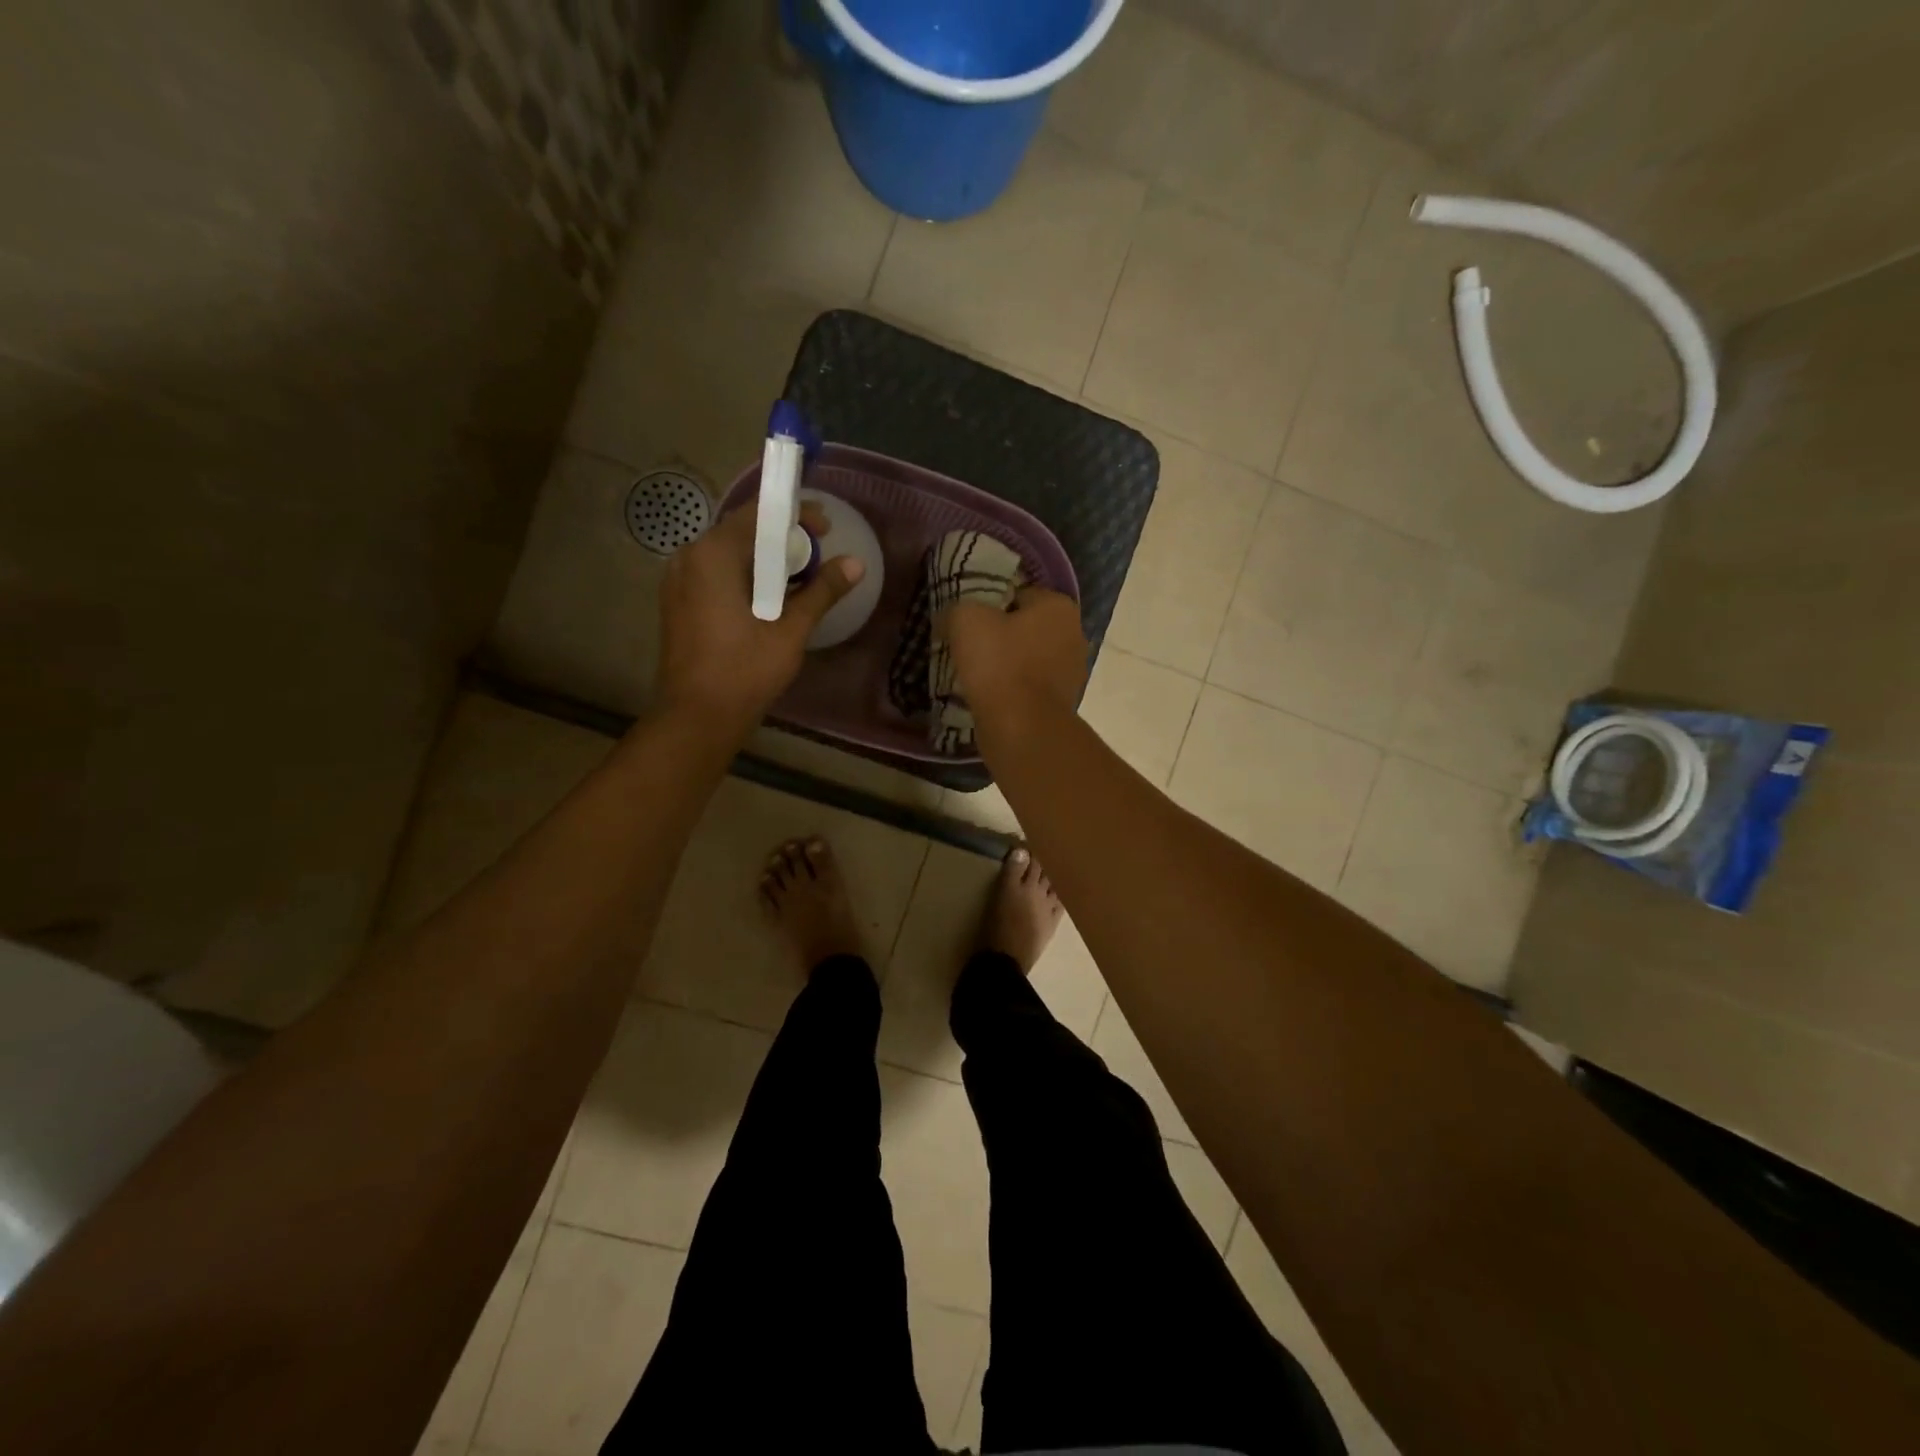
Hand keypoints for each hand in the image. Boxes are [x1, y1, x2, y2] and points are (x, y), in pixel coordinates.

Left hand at [656, 499, 863, 735]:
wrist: (697, 717)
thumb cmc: (745, 670)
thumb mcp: (791, 629)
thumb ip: (823, 590)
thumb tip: (856, 563)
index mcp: (714, 554)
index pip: (758, 514)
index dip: (796, 515)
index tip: (826, 528)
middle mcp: (690, 557)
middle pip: (742, 533)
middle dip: (782, 539)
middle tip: (819, 556)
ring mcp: (679, 581)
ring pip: (729, 556)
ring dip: (765, 561)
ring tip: (800, 580)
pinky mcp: (678, 603)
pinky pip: (716, 576)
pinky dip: (745, 578)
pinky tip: (769, 601)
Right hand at [940, 587, 1086, 724]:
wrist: (1021, 728)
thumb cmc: (999, 664)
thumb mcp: (965, 619)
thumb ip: (959, 608)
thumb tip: (952, 617)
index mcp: (1058, 606)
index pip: (1019, 593)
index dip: (990, 603)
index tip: (968, 621)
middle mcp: (1073, 634)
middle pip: (1026, 627)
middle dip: (1000, 635)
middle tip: (968, 646)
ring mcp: (1071, 672)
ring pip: (1028, 658)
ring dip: (1006, 664)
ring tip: (975, 674)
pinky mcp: (1062, 703)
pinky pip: (1029, 686)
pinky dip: (1012, 689)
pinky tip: (989, 696)